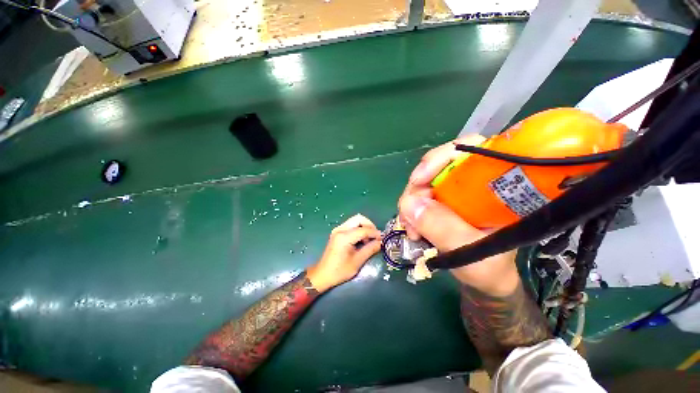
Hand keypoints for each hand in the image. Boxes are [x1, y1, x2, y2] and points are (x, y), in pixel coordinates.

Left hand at [306, 214, 381, 292]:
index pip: (363, 230)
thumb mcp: (357, 261)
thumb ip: (370, 249)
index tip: (382, 239)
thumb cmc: (340, 271)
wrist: (323, 274)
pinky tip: (361, 240)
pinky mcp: (337, 232)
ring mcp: (337, 229)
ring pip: (355, 220)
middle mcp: (340, 229)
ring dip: (364, 227)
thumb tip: (381, 242)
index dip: (375, 233)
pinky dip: (358, 229)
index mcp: (344, 237)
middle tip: (375, 236)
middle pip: (358, 218)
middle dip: (369, 225)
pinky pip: (350, 225)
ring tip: (369, 240)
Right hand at [398, 135, 518, 295]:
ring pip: (423, 183)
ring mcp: (453, 193)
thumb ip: (443, 229)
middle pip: (437, 166)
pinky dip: (410, 210)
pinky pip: (418, 198)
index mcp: (495, 185)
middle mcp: (472, 183)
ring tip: (411, 229)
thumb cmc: (489, 269)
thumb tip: (409, 203)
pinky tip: (411, 228)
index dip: (442, 157)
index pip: (470, 150)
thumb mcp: (471, 252)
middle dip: (418, 188)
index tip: (419, 179)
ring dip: (411, 203)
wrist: (483, 280)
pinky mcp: (440, 203)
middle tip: (409, 213)